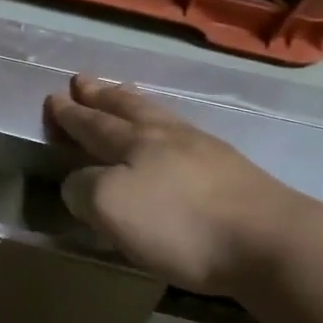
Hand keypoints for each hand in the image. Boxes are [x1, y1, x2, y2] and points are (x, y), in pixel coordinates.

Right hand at [47, 74, 304, 294]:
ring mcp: (204, 150)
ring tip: (124, 93)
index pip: (92, 123)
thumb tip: (78, 182)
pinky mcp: (232, 172)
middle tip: (83, 81)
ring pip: (159, 116)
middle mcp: (166, 136)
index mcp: (133, 142)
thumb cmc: (179, 224)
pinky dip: (166, 126)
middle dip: (101, 96)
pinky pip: (185, 136)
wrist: (269, 241)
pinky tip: (173, 135)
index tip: (54, 97)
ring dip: (135, 103)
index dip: (70, 114)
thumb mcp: (111, 207)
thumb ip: (84, 189)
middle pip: (127, 108)